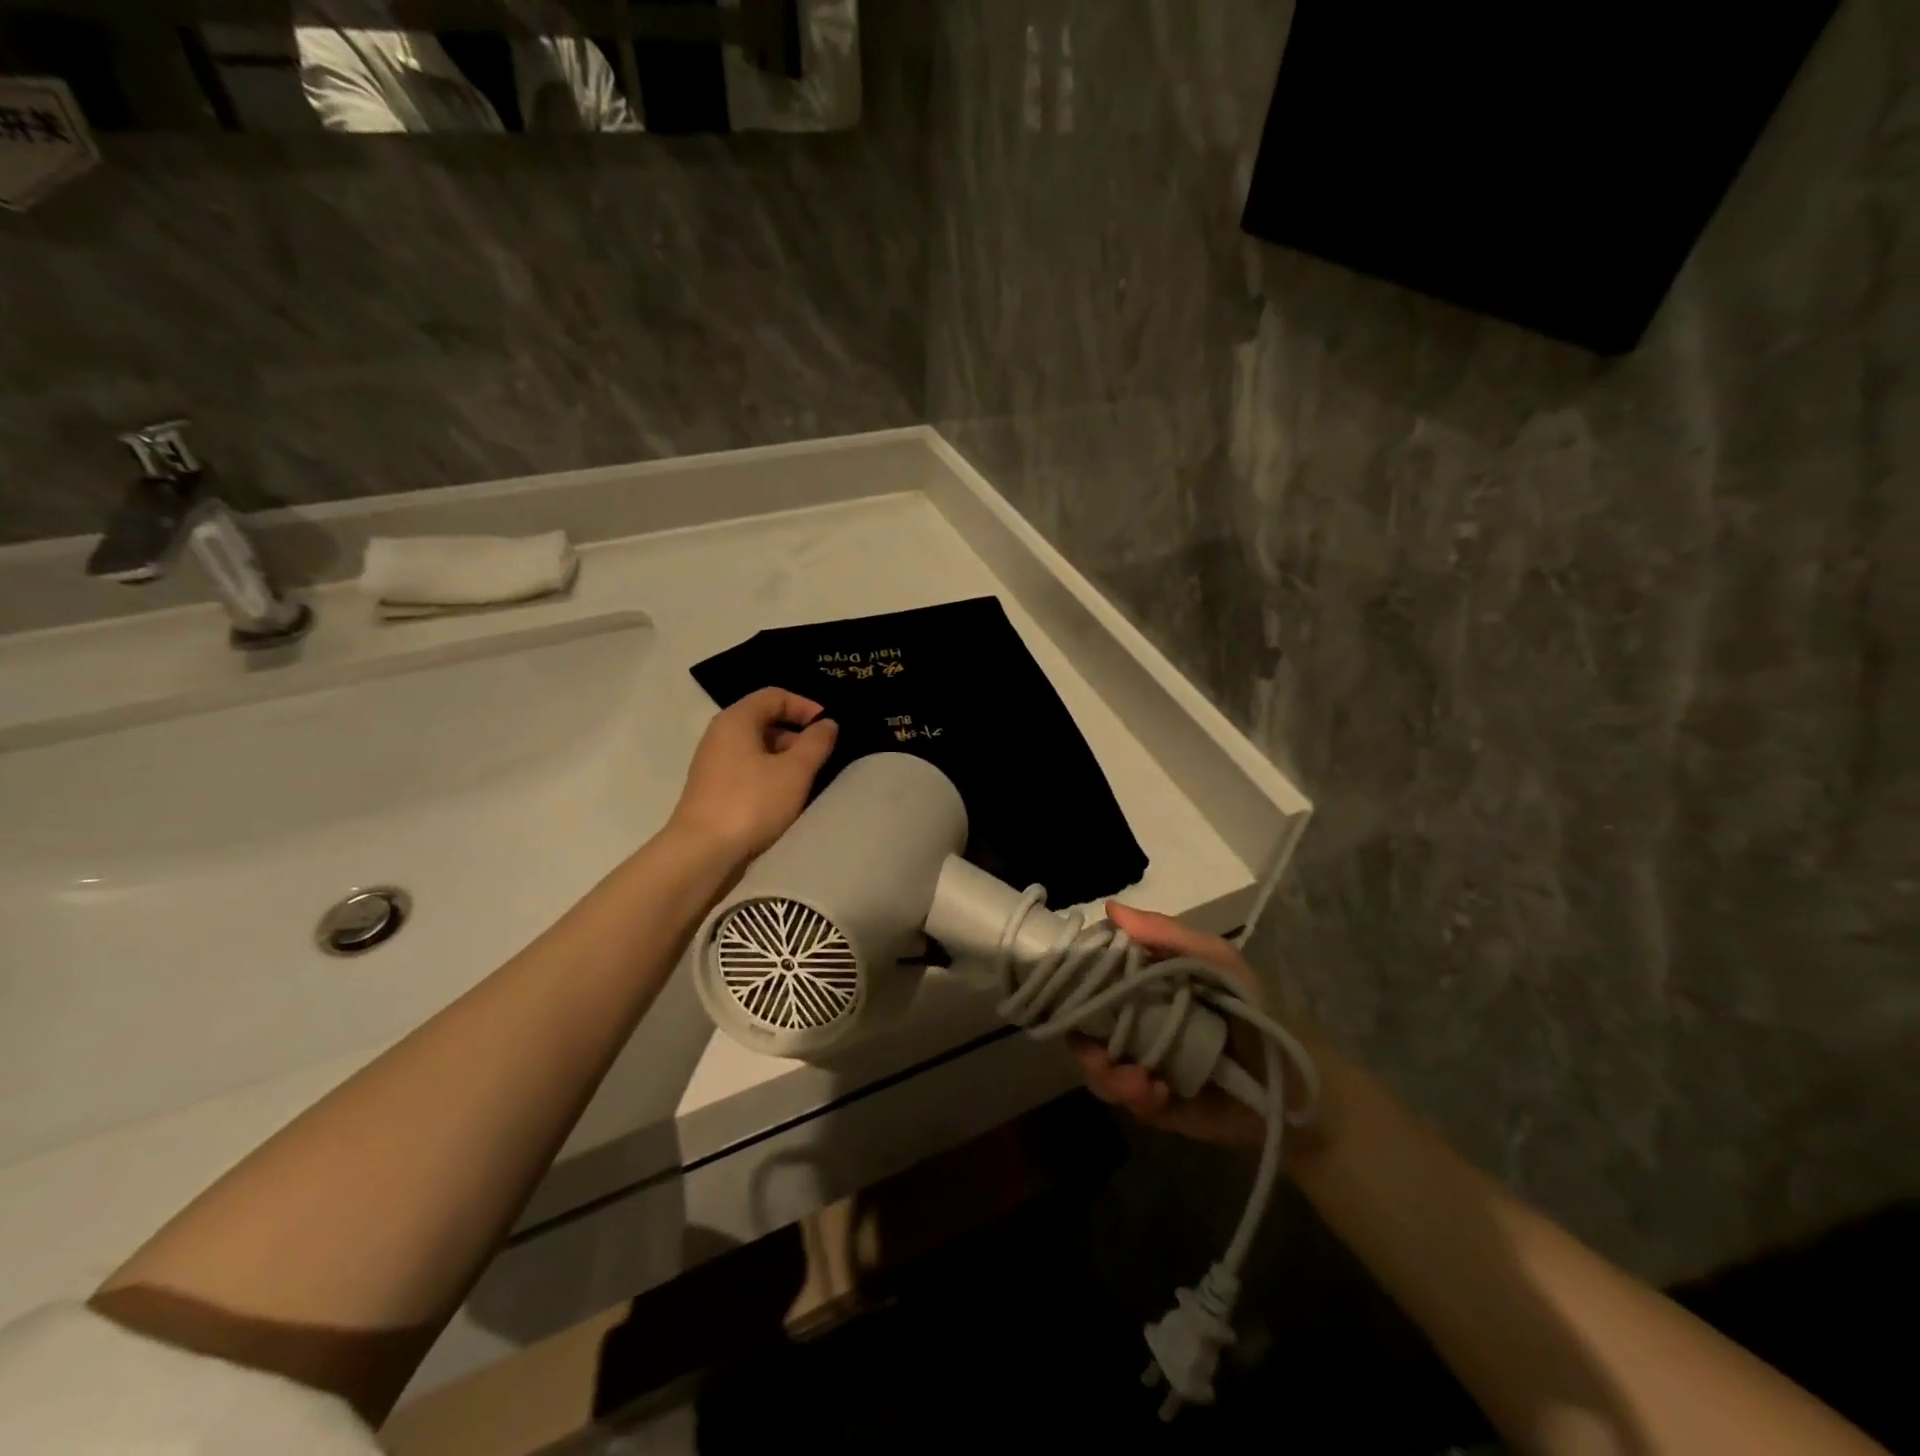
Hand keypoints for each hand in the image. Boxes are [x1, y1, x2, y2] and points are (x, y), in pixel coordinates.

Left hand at [668, 688, 837, 864]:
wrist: (702, 853)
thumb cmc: (752, 803)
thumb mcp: (795, 771)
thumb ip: (816, 743)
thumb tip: (827, 724)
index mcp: (736, 720)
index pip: (775, 696)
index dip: (805, 706)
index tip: (829, 727)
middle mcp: (721, 735)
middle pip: (765, 720)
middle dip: (797, 734)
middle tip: (823, 756)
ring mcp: (714, 764)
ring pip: (758, 749)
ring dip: (786, 758)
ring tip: (810, 779)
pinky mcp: (715, 790)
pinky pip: (749, 771)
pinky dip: (771, 776)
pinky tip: (787, 798)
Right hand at [1070, 901, 1271, 1149]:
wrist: (1296, 1081)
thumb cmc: (1254, 1008)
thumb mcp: (1216, 960)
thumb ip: (1166, 933)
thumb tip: (1110, 909)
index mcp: (1142, 987)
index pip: (1093, 982)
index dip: (1075, 986)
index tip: (1069, 990)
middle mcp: (1134, 1023)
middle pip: (1086, 1030)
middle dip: (1084, 1045)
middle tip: (1099, 1053)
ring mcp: (1143, 1065)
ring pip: (1100, 1069)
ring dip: (1108, 1076)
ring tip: (1139, 1081)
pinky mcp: (1157, 1105)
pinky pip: (1129, 1102)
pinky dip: (1135, 1098)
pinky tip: (1157, 1093)